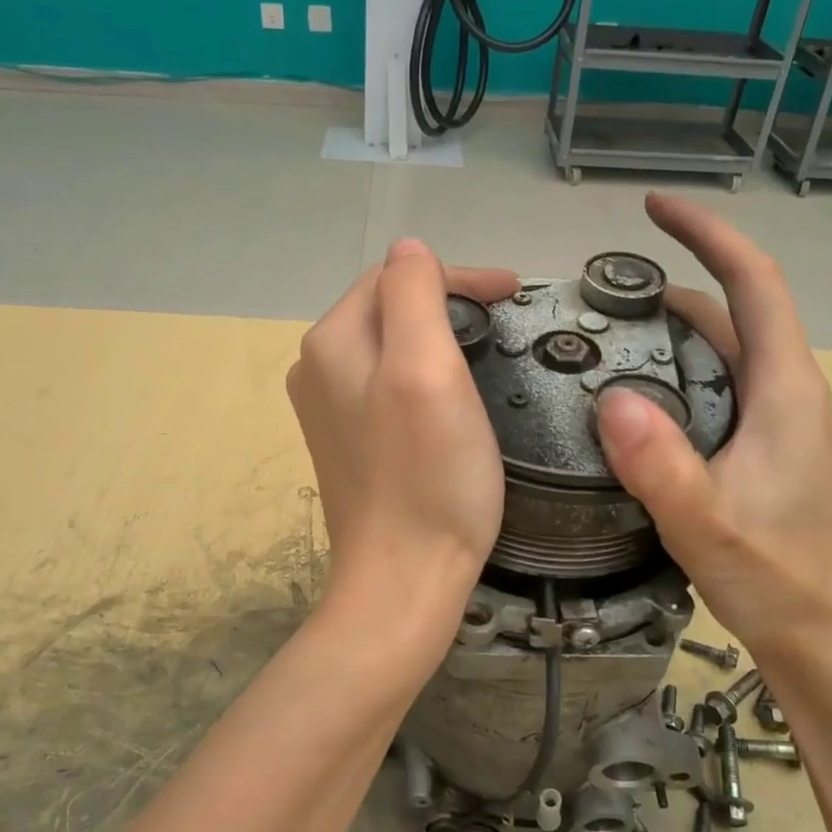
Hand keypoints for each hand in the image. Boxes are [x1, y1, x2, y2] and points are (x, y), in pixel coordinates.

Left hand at [288, 241, 518, 627]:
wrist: (403, 581)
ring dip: (437, 336)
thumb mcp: (425, 369)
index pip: (396, 278)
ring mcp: (329, 409)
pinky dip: (423, 375)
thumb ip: (413, 295)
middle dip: (447, 301)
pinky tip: (451, 396)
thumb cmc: (427, 476)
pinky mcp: (349, 443)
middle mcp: (317, 368)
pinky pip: (388, 386)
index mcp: (332, 341)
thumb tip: (410, 250)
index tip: (514, 293)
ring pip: (390, 346)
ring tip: (485, 348)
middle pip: (389, 308)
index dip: (458, 278)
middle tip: (504, 319)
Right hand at [596, 194, 831, 661]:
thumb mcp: (708, 522)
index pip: (751, 281)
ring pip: (716, 348)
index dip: (706, 233)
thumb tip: (608, 398)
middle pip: (730, 308)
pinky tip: (625, 395)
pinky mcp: (752, 445)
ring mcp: (768, 419)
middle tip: (598, 288)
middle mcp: (781, 389)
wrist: (819, 638)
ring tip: (599, 333)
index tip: (653, 208)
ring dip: (666, 328)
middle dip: (671, 280)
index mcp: (783, 387)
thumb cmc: (777, 577)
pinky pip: (707, 385)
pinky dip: (668, 370)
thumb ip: (661, 464)